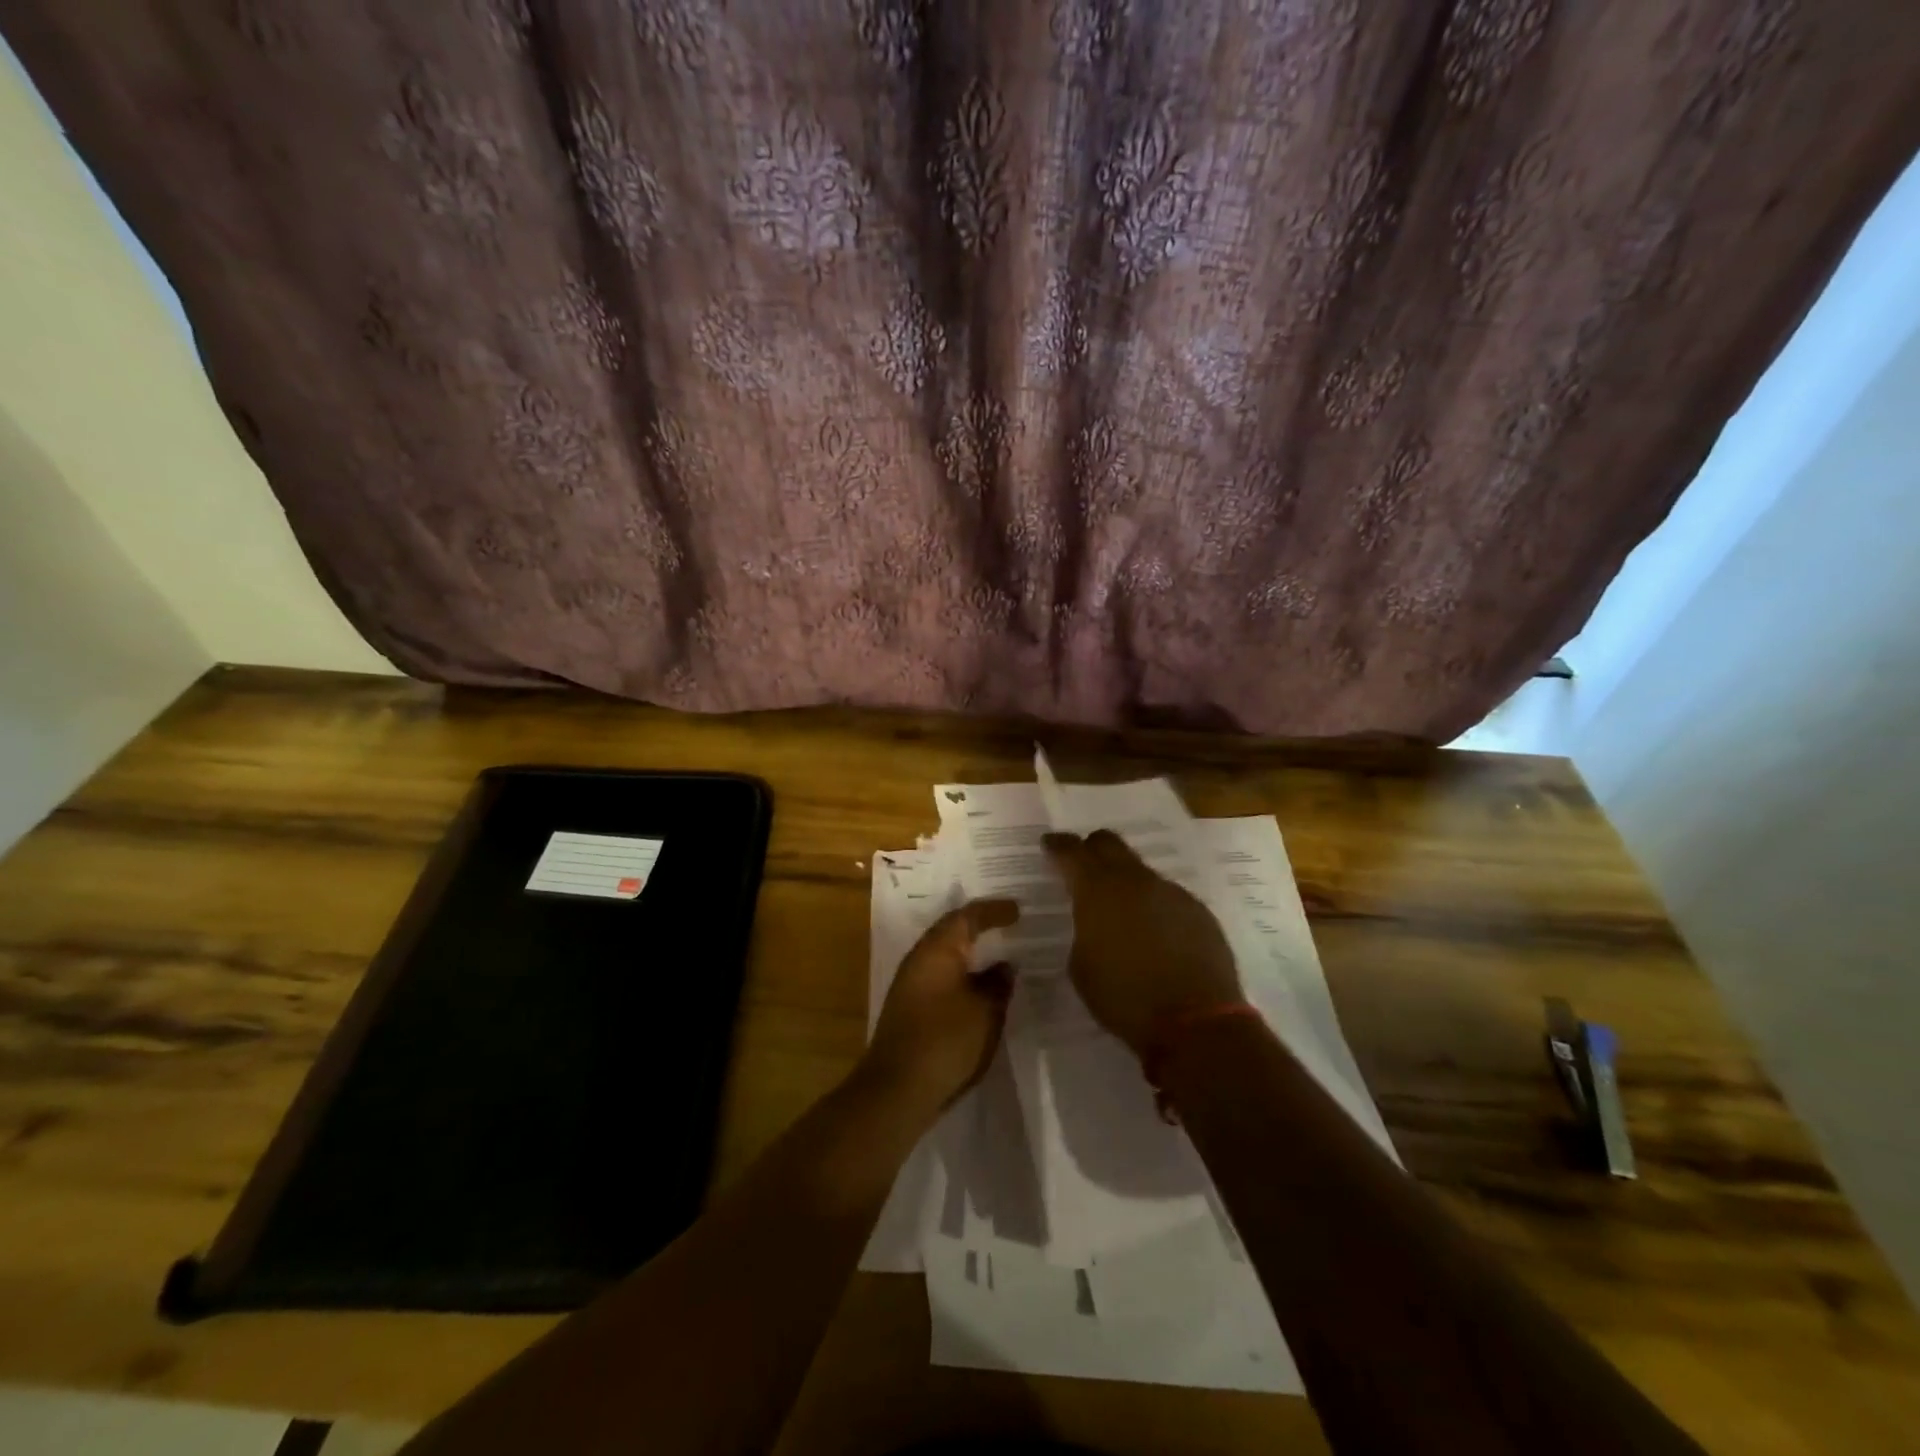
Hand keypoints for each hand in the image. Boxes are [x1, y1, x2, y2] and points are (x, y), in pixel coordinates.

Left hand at [862, 899, 1019, 1113]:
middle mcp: (919, 958)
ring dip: (969, 952)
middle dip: (979, 926)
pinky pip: (940, 975)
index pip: (967, 916)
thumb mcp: (986, 1011)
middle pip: (951, 931)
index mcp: (938, 949)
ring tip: (997, 954)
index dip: (994, 911)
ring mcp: (910, 983)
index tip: (1018, 911)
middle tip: (1008, 925)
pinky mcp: (909, 1007)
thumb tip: (1005, 965)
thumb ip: (998, 983)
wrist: (897, 1089)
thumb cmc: (946, 1040)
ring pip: (944, 954)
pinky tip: (977, 987)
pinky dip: (961, 973)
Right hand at [1042, 830, 1241, 1057]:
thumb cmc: (1124, 998)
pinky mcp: (1198, 911)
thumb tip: (1092, 921)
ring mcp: (1171, 892)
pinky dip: (1154, 906)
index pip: (1072, 852)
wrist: (1195, 1023)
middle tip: (1083, 862)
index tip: (1049, 844)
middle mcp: (1135, 881)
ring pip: (1141, 871)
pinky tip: (1155, 934)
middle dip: (1092, 848)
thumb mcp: (1081, 967)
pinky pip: (1167, 897)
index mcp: (1098, 891)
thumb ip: (1083, 931)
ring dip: (1126, 882)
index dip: (1058, 845)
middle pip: (1110, 844)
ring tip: (1122, 911)